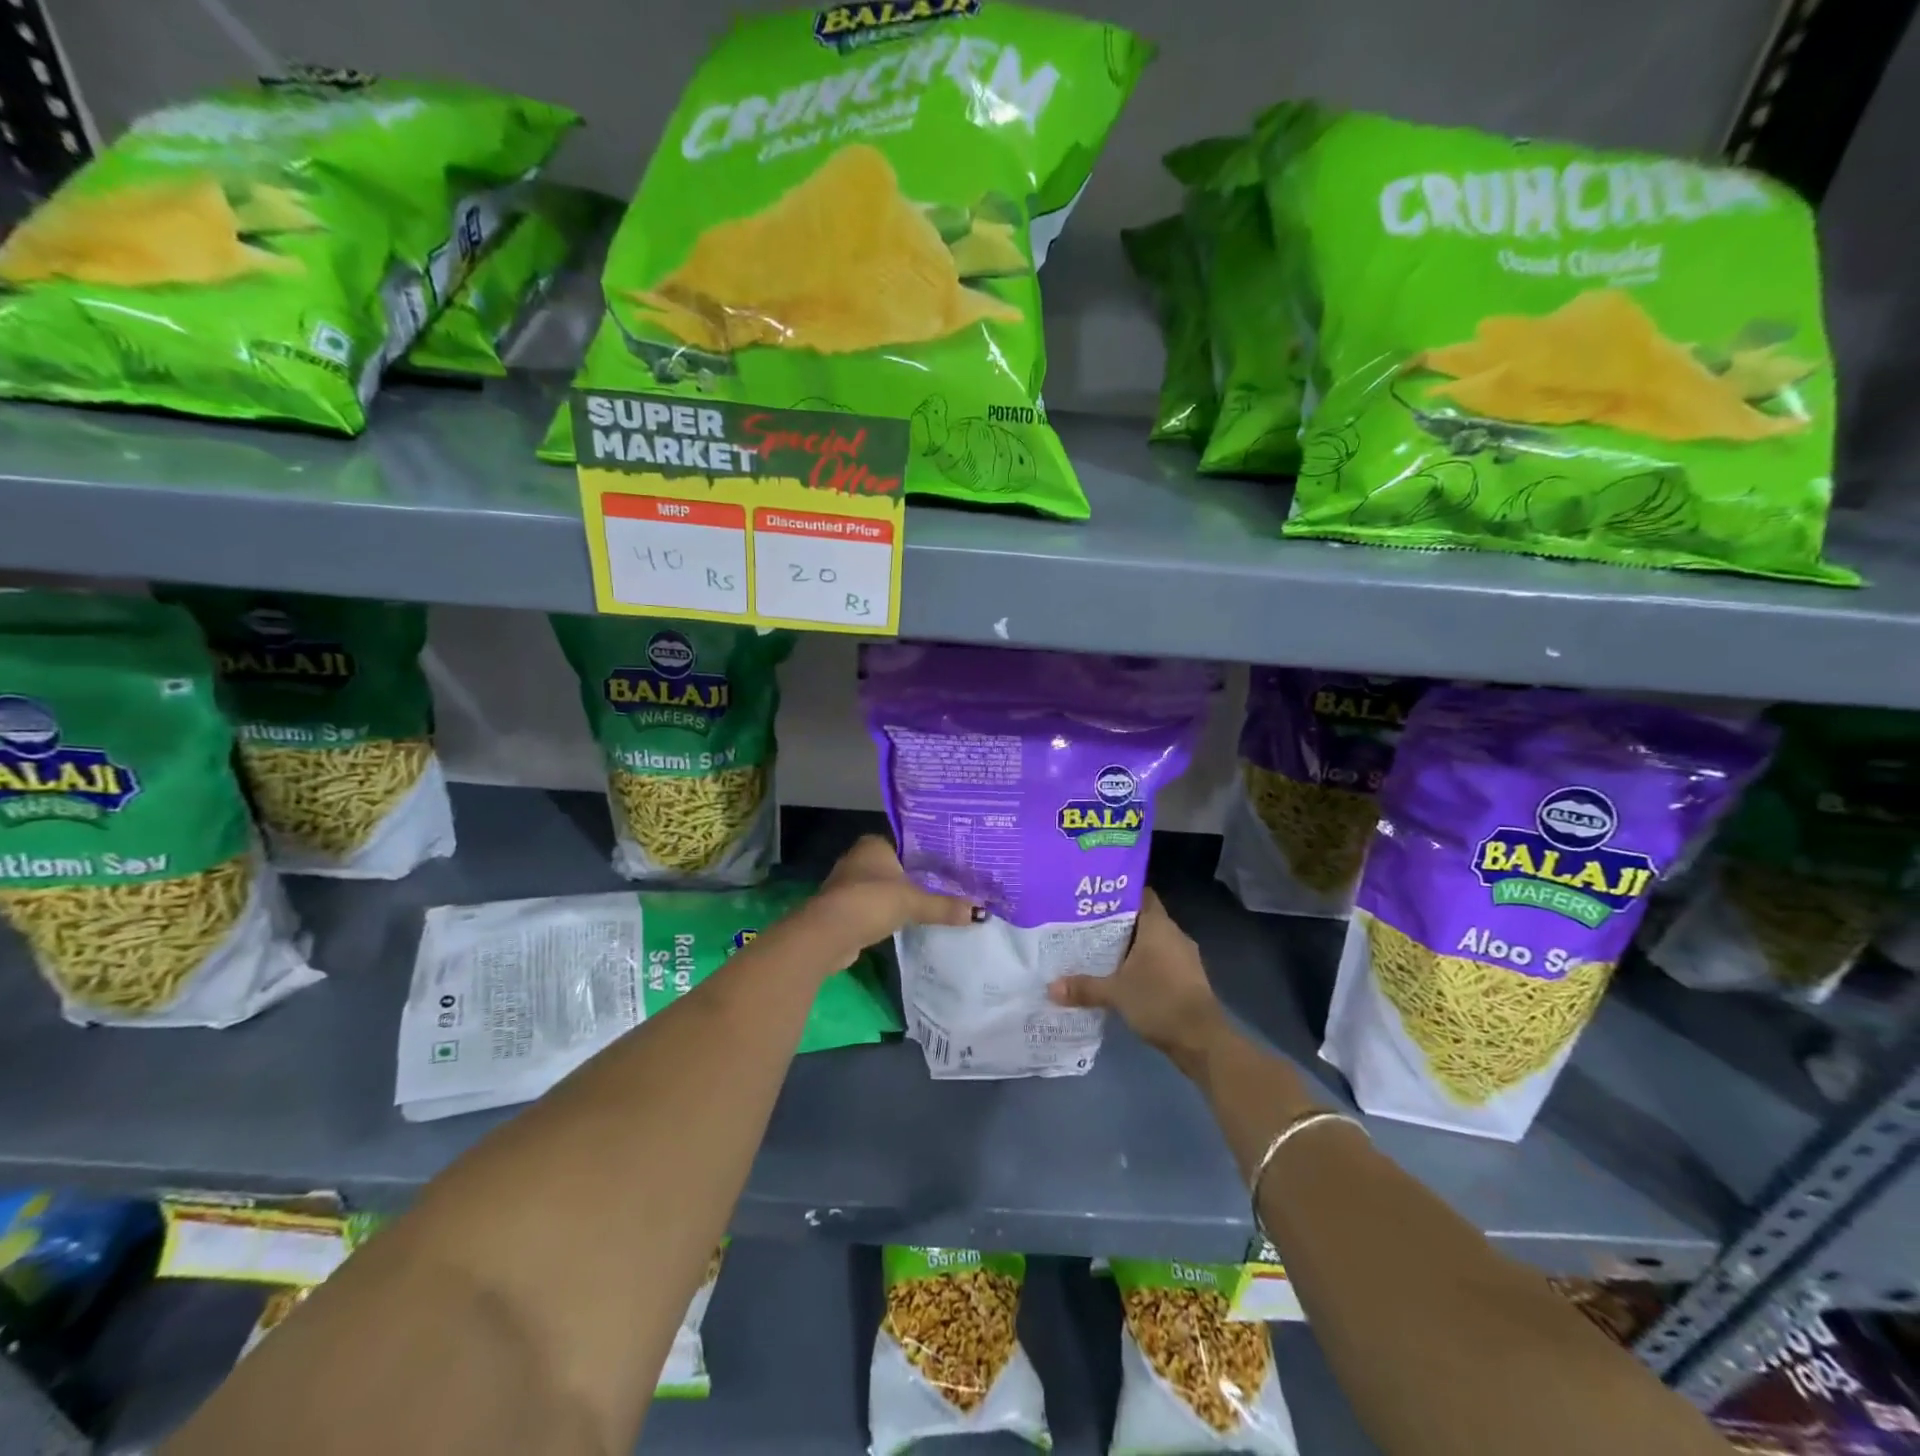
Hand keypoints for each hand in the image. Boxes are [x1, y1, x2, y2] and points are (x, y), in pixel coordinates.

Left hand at [809, 835, 980, 956]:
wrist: (828, 933)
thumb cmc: (871, 902)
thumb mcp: (913, 903)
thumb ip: (944, 906)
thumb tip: (979, 912)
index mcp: (873, 845)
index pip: (905, 845)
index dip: (925, 857)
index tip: (947, 868)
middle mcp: (858, 859)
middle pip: (894, 868)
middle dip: (913, 879)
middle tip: (945, 888)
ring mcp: (847, 884)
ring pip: (882, 889)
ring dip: (898, 898)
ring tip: (929, 906)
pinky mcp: (843, 909)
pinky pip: (872, 908)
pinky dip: (885, 914)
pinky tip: (903, 923)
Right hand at [1048, 889, 1226, 1070]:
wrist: (1202, 1039)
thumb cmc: (1158, 1001)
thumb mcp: (1115, 993)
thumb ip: (1084, 987)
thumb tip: (1051, 988)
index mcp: (1158, 926)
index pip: (1141, 895)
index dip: (1119, 894)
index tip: (1095, 899)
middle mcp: (1174, 935)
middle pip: (1143, 919)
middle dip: (1118, 924)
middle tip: (1087, 927)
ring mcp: (1184, 957)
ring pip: (1153, 942)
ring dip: (1132, 947)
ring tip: (1100, 952)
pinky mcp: (1188, 979)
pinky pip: (1161, 962)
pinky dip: (1144, 966)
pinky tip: (1123, 977)